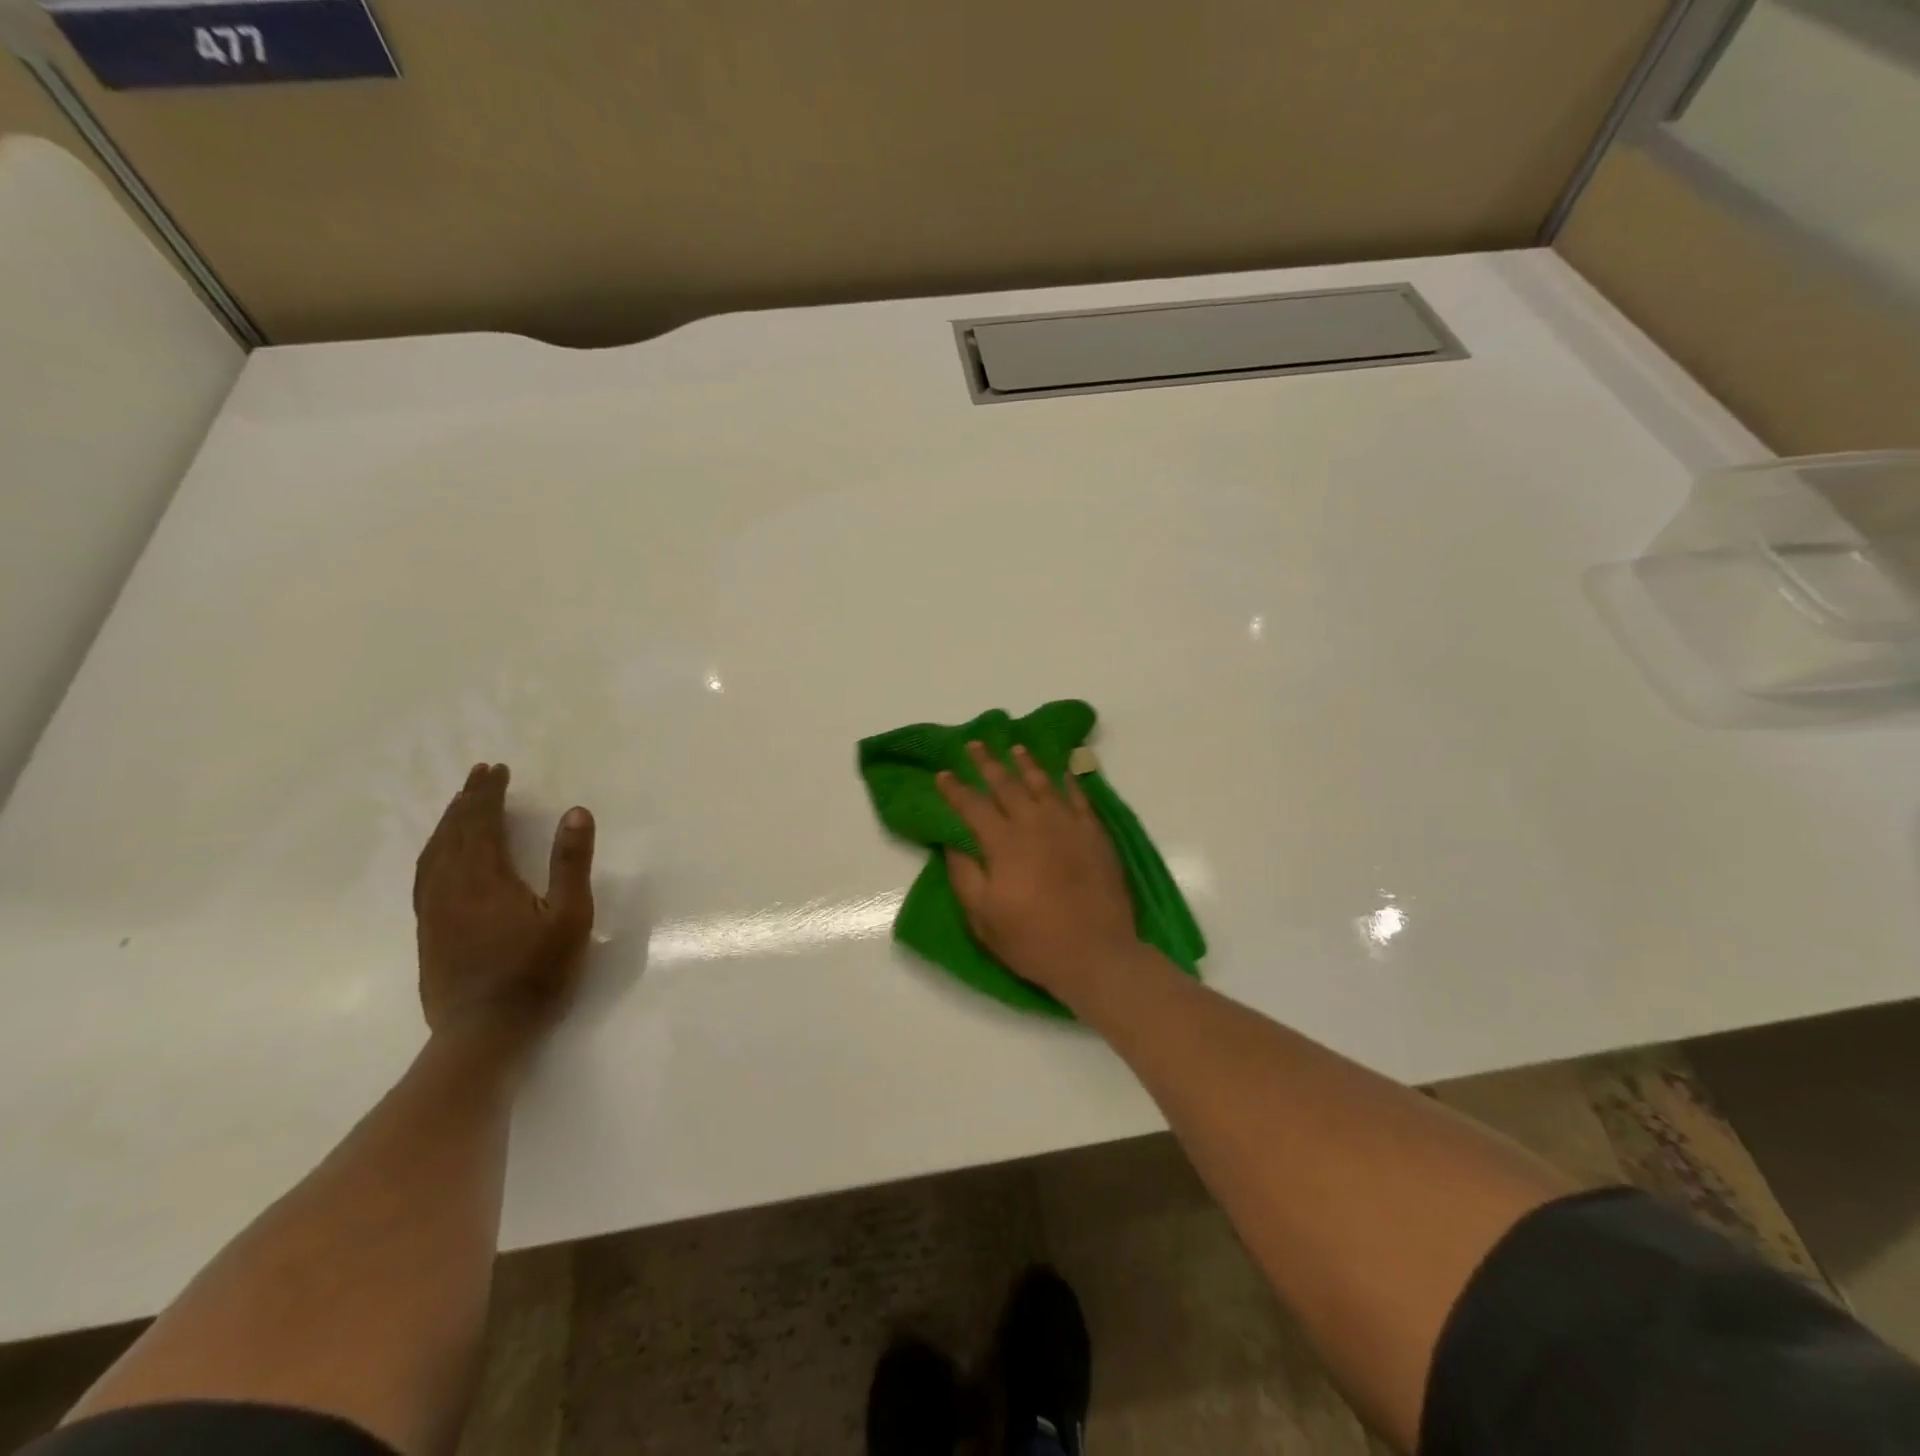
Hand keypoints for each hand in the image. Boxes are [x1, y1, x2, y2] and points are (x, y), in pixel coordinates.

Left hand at [413, 763, 596, 1036]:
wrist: (484, 1032)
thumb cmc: (536, 971)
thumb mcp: (570, 915)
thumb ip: (571, 862)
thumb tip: (575, 812)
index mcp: (485, 878)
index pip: (481, 823)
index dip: (488, 794)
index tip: (497, 769)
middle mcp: (451, 887)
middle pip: (453, 833)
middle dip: (467, 801)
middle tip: (479, 775)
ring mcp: (433, 911)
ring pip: (433, 854)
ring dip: (447, 823)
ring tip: (460, 806)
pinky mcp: (428, 932)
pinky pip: (425, 876)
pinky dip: (434, 852)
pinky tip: (441, 857)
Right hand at [937, 741, 1141, 1001]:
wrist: (1097, 953)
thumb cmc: (1033, 940)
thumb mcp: (983, 917)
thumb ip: (964, 875)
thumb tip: (951, 842)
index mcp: (1003, 843)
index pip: (972, 806)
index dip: (955, 789)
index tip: (943, 773)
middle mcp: (1035, 824)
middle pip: (1006, 785)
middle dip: (987, 763)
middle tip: (975, 744)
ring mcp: (1069, 825)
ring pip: (1043, 784)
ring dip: (1027, 764)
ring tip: (1015, 747)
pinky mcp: (1095, 834)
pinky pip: (1079, 798)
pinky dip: (1068, 781)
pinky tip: (1062, 772)